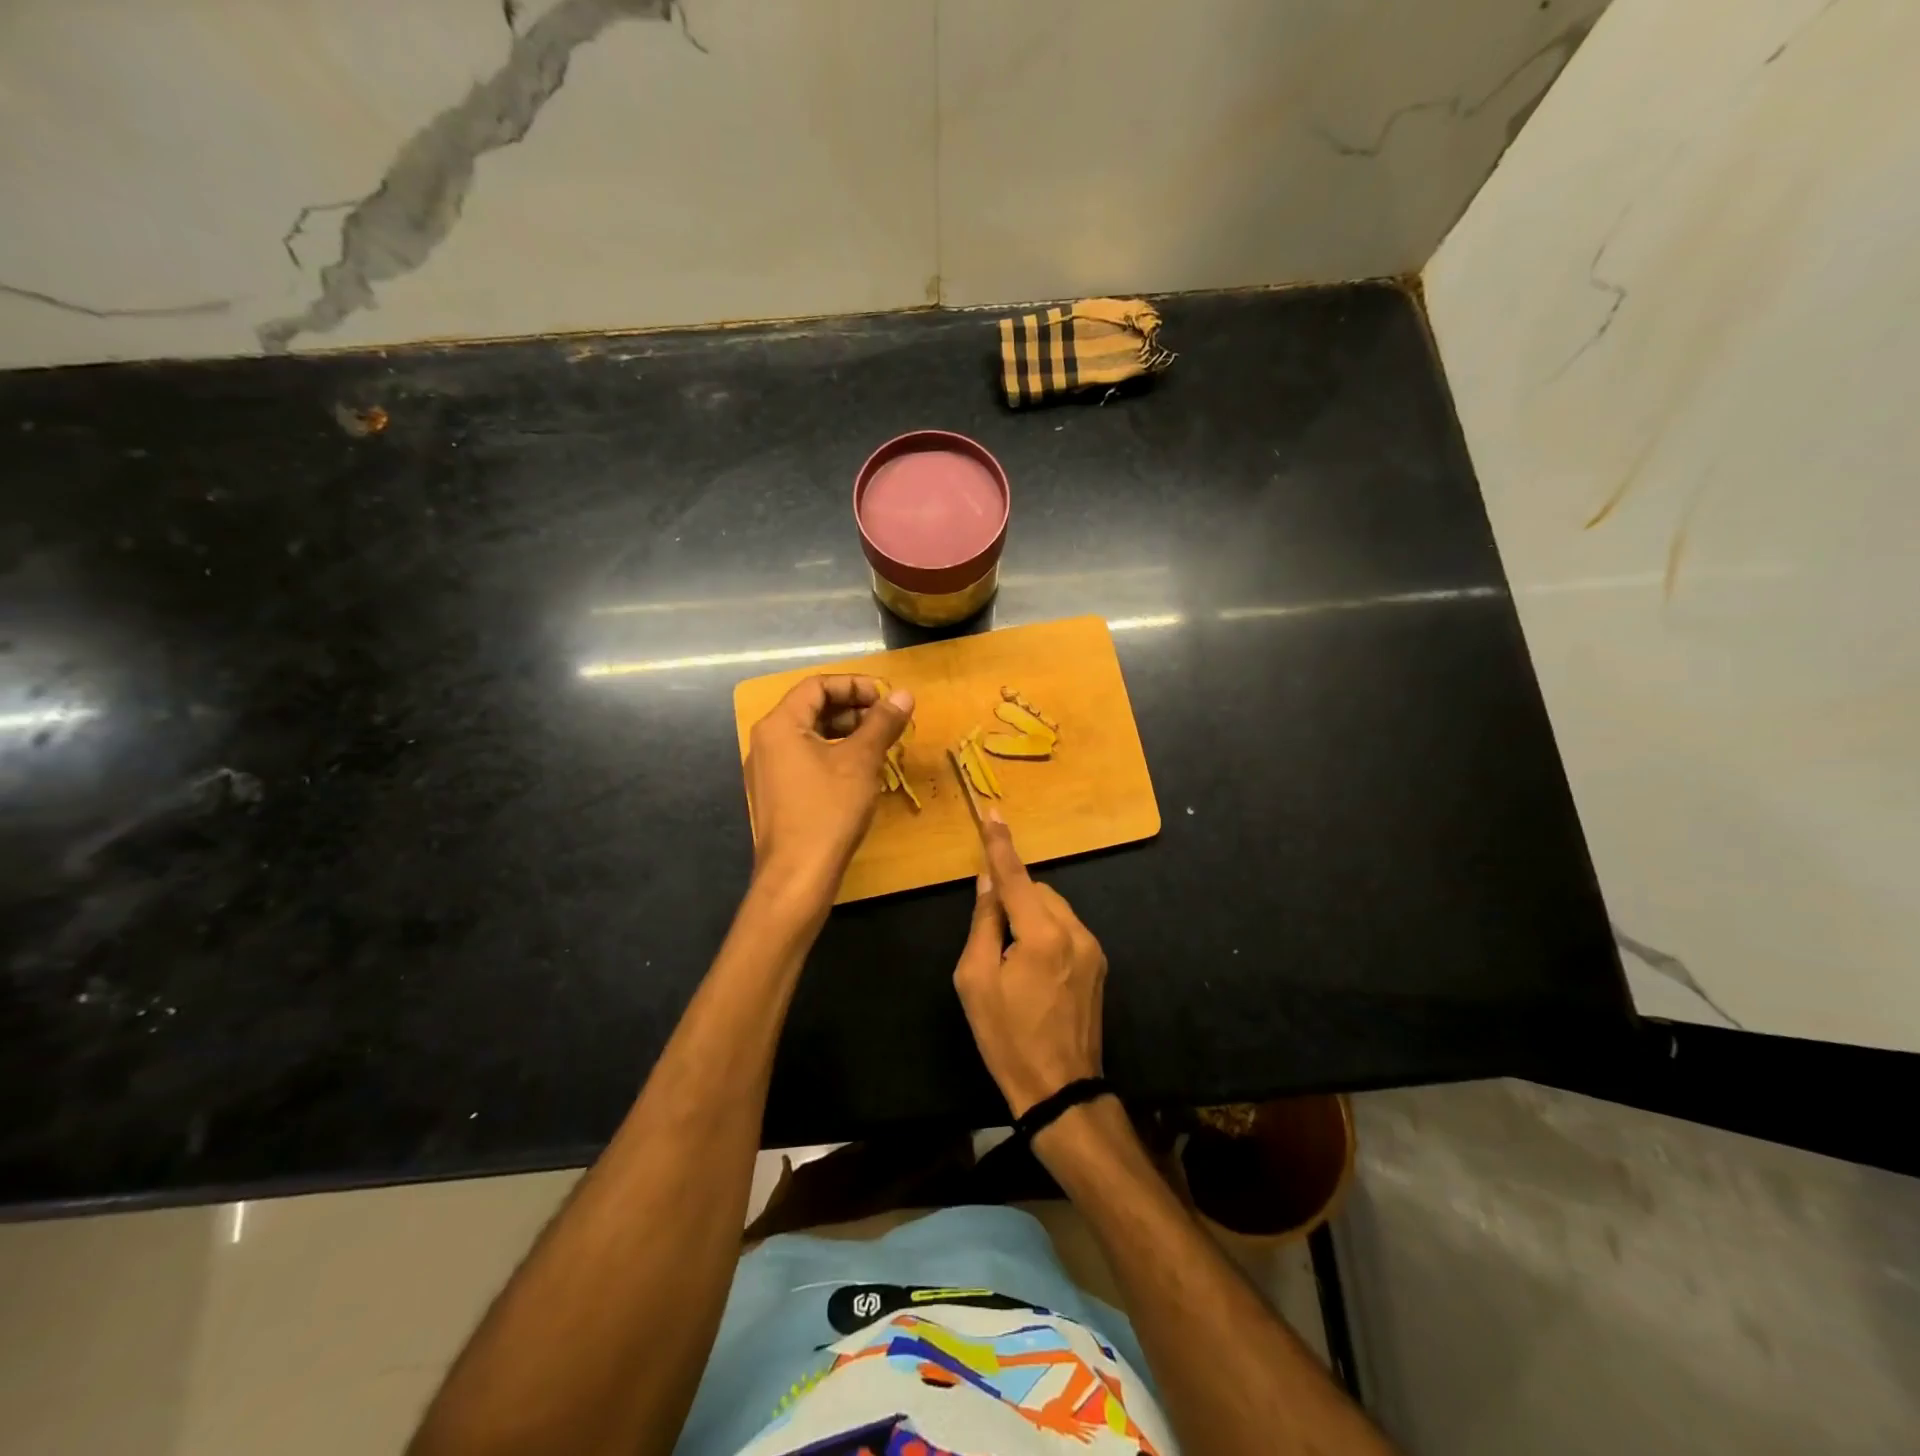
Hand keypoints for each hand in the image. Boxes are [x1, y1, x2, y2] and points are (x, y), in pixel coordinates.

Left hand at [745, 674, 912, 904]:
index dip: (855, 685)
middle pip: (812, 708)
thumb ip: (882, 723)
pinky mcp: (777, 793)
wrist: (798, 875)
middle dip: (853, 708)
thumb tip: (904, 694)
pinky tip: (860, 771)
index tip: (886, 699)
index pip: (817, 685)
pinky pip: (806, 758)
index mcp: (780, 725)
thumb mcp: (861, 762)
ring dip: (847, 732)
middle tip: (888, 720)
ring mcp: (769, 769)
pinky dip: (834, 754)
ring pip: (811, 735)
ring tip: (880, 743)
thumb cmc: (828, 811)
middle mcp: (767, 741)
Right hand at [952, 811, 1107, 1117]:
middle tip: (991, 938)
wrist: (1060, 1088)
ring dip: (1030, 915)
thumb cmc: (1007, 1037)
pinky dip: (1046, 931)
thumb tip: (989, 883)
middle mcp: (1075, 931)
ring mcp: (1092, 947)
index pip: (1016, 876)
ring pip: (1053, 908)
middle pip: (1037, 891)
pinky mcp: (1099, 962)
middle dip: (1013, 898)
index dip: (1001, 845)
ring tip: (1012, 959)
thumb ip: (984, 923)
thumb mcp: (975, 981)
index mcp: (1041, 935)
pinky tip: (1034, 967)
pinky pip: (1066, 928)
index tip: (993, 813)